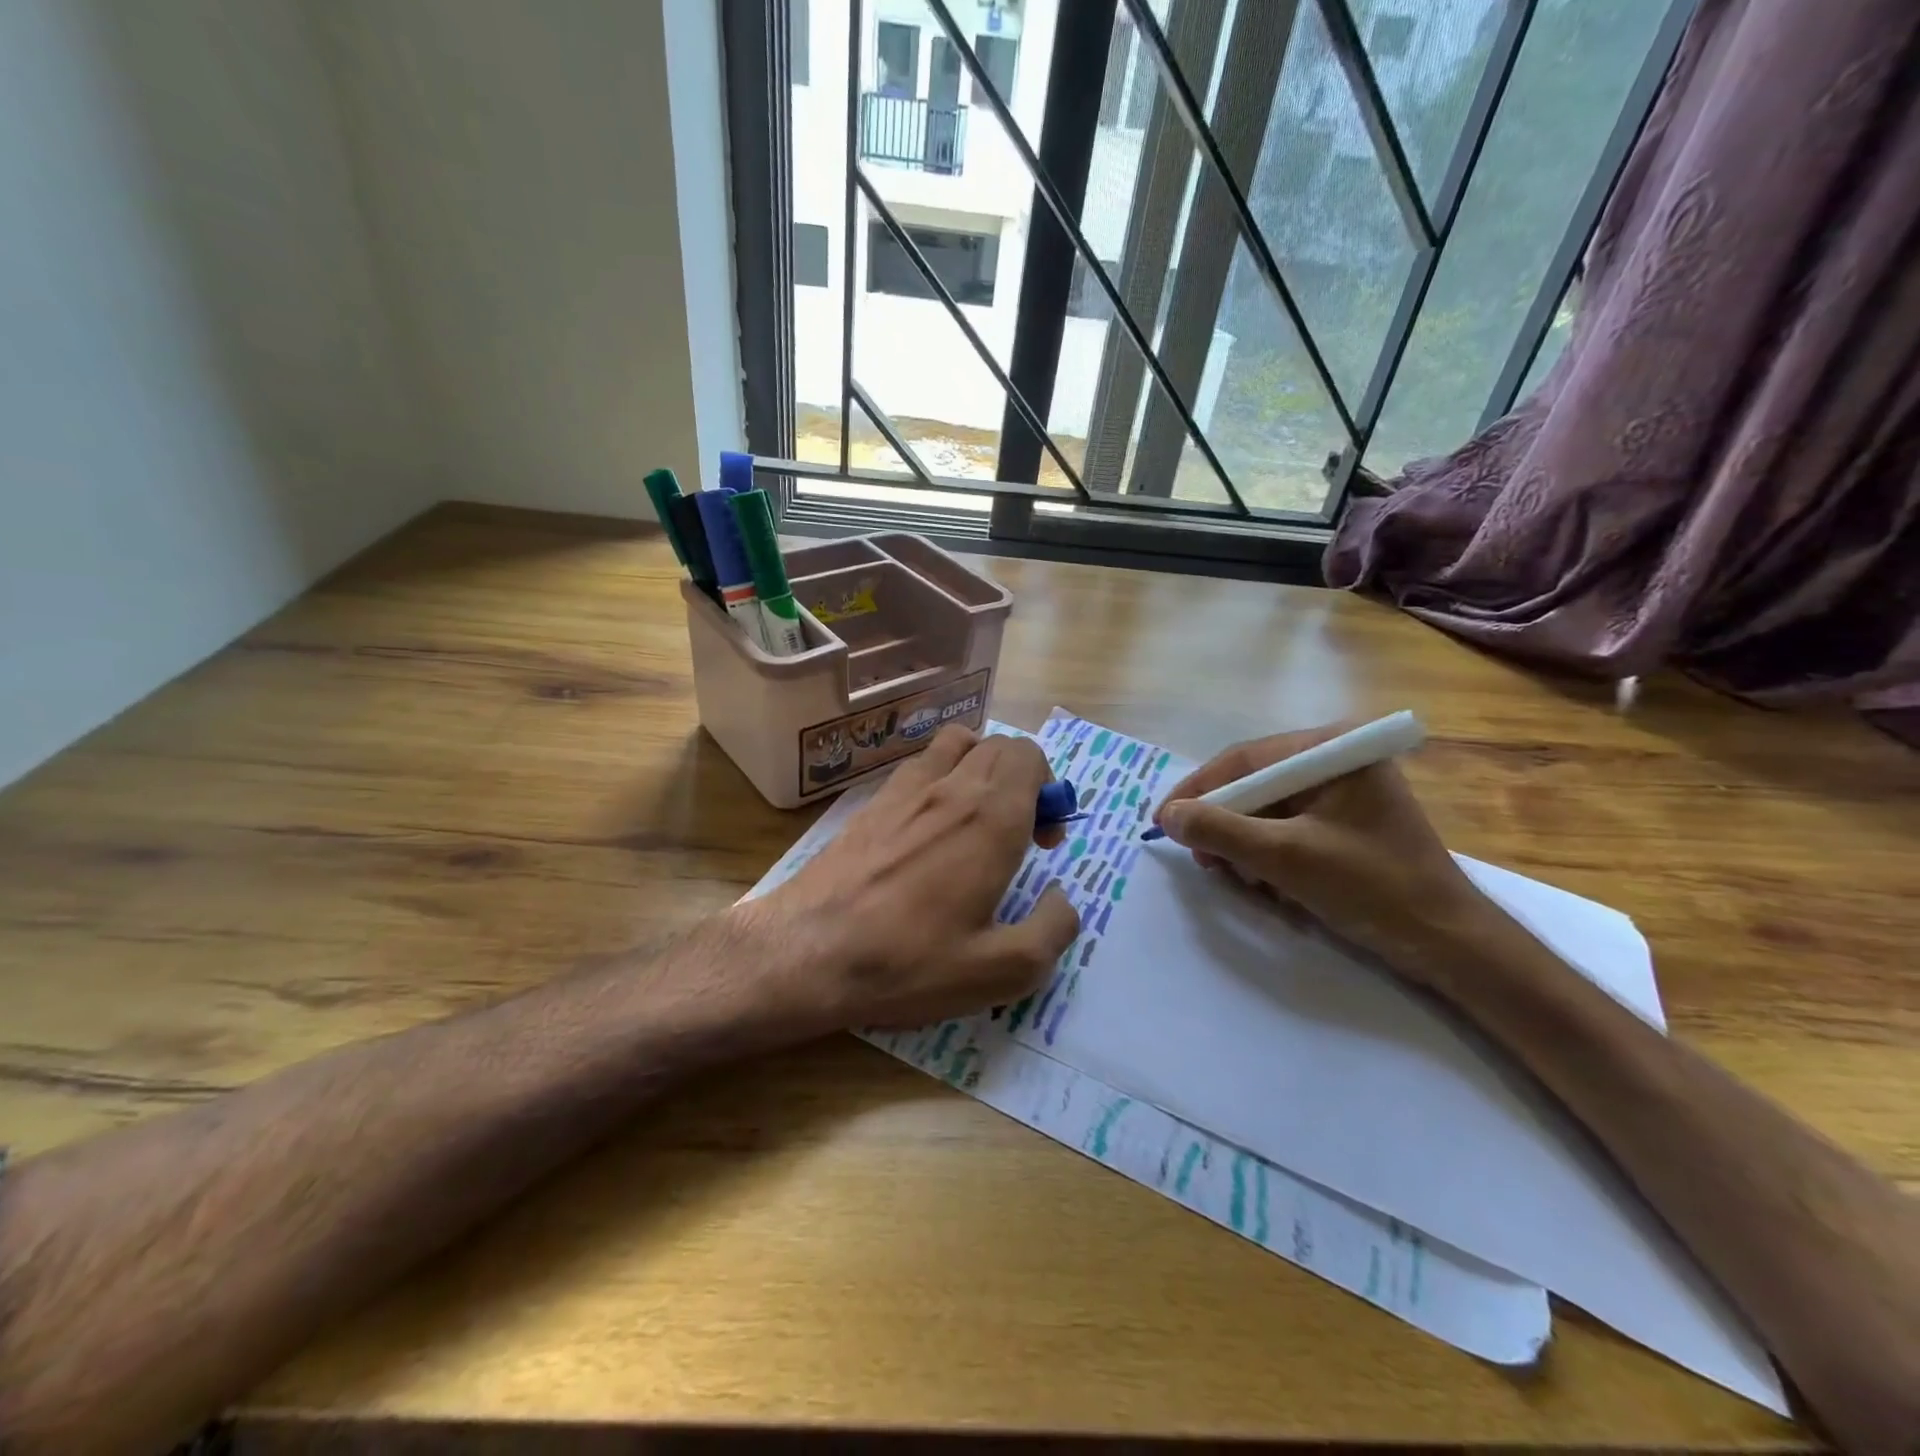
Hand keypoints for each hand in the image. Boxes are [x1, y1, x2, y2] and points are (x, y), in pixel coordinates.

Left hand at [748, 726, 1081, 1028]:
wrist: (807, 951)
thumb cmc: (909, 962)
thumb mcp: (1001, 971)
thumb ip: (1053, 929)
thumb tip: (1062, 898)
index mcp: (991, 818)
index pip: (1031, 757)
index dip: (1050, 791)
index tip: (1042, 841)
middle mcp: (952, 787)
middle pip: (1001, 746)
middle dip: (1024, 779)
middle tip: (1017, 835)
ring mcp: (906, 788)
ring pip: (960, 743)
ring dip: (982, 766)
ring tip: (977, 816)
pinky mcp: (873, 801)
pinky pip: (921, 762)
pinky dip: (942, 773)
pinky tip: (930, 824)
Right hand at [1152, 722, 1489, 978]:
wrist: (1450, 944)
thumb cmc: (1371, 888)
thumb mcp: (1285, 857)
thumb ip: (1220, 830)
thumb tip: (1168, 815)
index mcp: (1331, 750)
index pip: (1243, 760)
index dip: (1196, 791)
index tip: (1162, 822)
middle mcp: (1336, 760)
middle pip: (1253, 785)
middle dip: (1223, 825)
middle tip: (1202, 861)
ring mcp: (1343, 793)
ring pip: (1266, 811)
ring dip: (1243, 845)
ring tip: (1237, 879)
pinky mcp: (1346, 824)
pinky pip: (1287, 830)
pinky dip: (1268, 856)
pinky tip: (1269, 885)